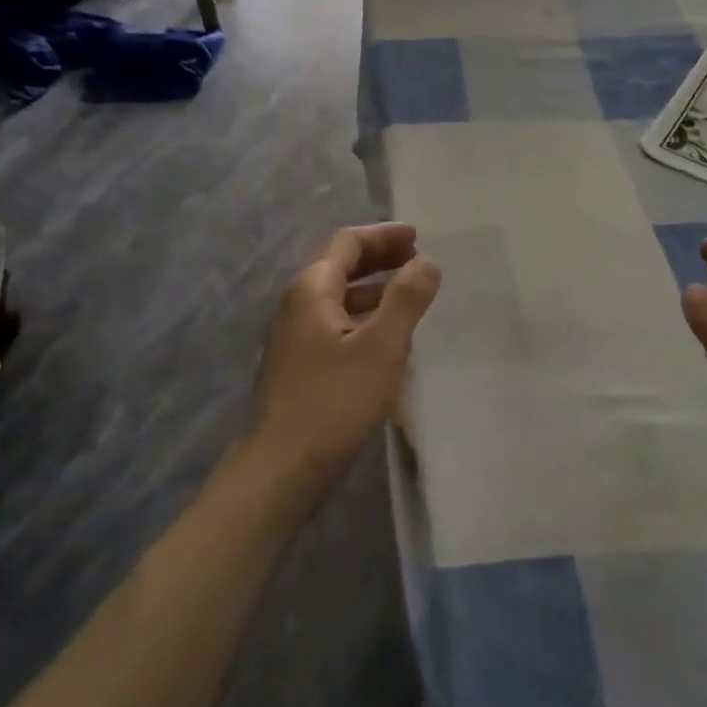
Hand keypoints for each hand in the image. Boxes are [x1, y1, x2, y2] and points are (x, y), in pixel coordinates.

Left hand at [246, 223, 441, 490]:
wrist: (279, 470)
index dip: (384, 236)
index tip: (418, 236)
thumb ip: (406, 299)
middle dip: (380, 259)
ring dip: (374, 291)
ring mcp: (293, 338)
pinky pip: (336, 326)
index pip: (348, 243)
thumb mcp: (381, 347)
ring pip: (339, 299)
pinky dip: (363, 319)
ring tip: (410, 296)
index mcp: (312, 290)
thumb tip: (427, 261)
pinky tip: (386, 340)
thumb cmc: (333, 402)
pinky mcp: (298, 367)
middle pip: (340, 267)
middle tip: (418, 260)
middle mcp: (297, 306)